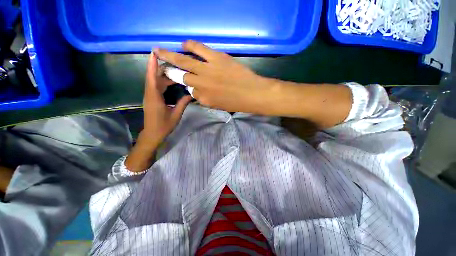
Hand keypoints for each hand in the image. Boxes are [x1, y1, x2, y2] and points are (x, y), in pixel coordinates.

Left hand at [142, 52, 191, 144]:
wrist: (153, 134)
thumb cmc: (164, 126)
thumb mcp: (176, 115)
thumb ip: (183, 103)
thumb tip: (191, 94)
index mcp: (154, 98)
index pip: (152, 78)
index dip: (152, 65)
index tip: (154, 53)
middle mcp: (150, 94)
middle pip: (153, 77)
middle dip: (161, 68)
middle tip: (174, 61)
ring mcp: (150, 96)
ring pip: (154, 81)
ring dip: (163, 75)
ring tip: (174, 70)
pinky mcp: (151, 99)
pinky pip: (155, 86)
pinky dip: (162, 82)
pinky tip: (171, 81)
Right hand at [154, 41, 278, 114]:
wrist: (254, 94)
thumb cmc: (238, 103)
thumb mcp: (219, 106)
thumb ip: (207, 99)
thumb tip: (198, 91)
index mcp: (204, 99)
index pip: (190, 92)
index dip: (188, 87)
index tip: (186, 82)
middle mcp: (201, 85)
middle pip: (182, 77)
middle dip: (170, 71)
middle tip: (161, 65)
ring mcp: (208, 71)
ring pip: (184, 62)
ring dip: (170, 56)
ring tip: (160, 51)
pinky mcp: (216, 59)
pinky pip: (199, 49)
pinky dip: (190, 45)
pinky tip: (184, 44)